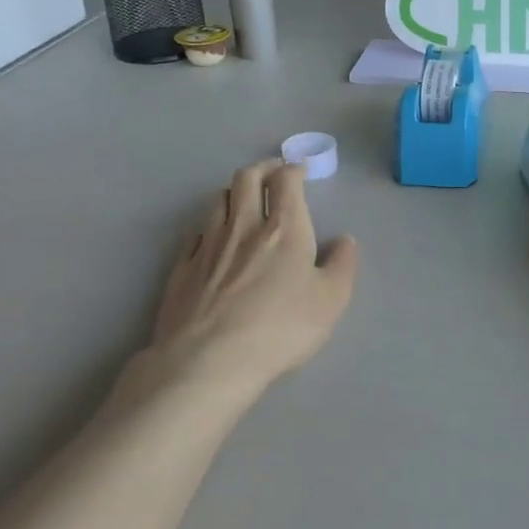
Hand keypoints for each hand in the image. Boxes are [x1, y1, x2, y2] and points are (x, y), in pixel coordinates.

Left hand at [145, 159, 358, 392]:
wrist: (208, 361)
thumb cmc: (280, 329)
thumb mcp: (331, 301)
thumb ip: (342, 265)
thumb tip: (345, 240)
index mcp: (284, 228)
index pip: (286, 181)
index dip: (293, 169)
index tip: (300, 171)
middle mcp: (243, 225)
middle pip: (246, 178)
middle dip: (262, 168)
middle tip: (273, 173)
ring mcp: (208, 244)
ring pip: (218, 200)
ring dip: (234, 192)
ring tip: (243, 200)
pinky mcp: (182, 267)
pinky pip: (195, 232)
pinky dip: (209, 226)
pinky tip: (213, 238)